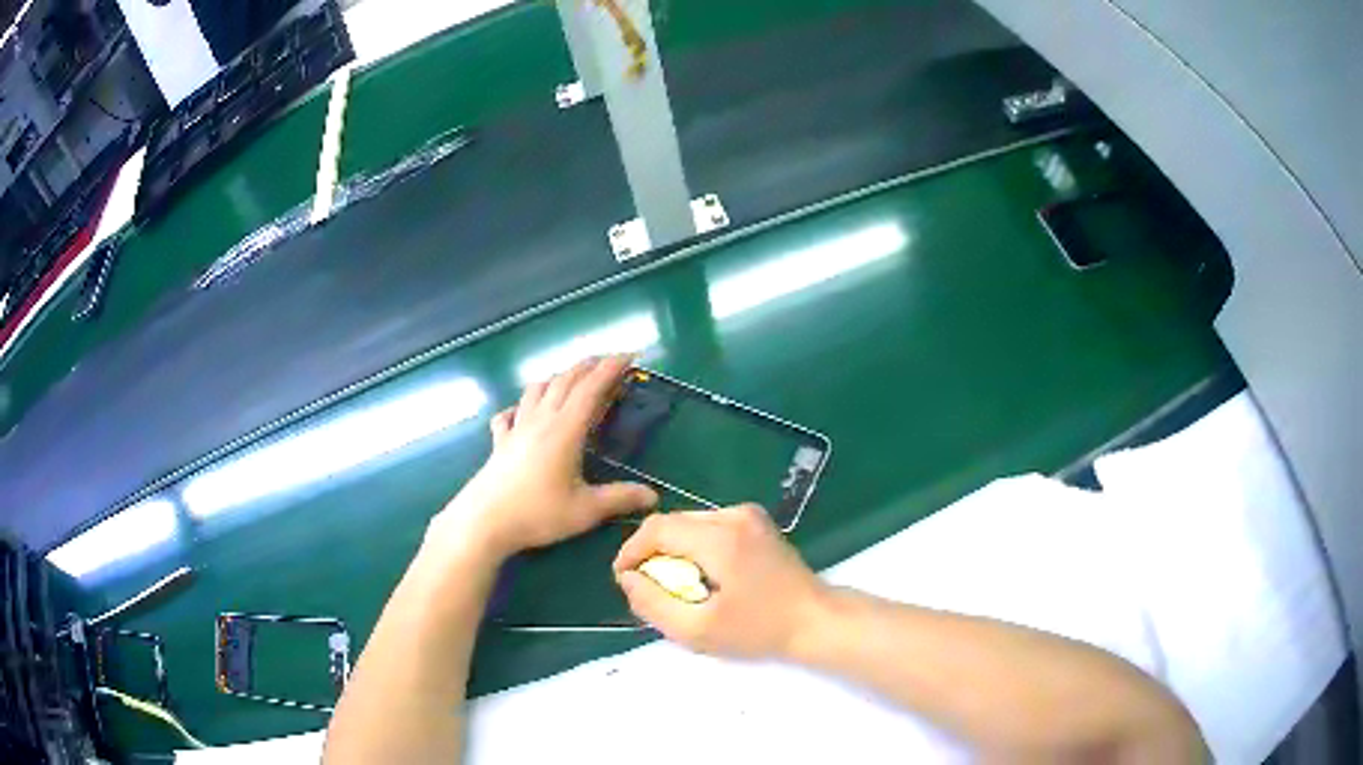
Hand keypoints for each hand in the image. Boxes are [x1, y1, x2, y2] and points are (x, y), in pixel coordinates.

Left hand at [428, 355, 657, 562]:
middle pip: (564, 381)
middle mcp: (540, 420)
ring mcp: (516, 429)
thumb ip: (620, 499)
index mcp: (565, 430)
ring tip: (571, 380)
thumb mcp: (585, 510)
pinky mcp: (499, 442)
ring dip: (557, 378)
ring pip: (536, 390)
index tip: (630, 355)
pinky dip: (521, 406)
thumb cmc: (537, 514)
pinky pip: (509, 414)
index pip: (591, 389)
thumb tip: (654, 496)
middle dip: (588, 366)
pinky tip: (522, 412)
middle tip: (608, 362)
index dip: (611, 369)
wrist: (484, 521)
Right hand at [613, 504, 826, 658]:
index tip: (624, 579)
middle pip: (673, 523)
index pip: (657, 528)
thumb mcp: (698, 630)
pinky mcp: (758, 523)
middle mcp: (734, 515)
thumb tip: (628, 578)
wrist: (816, 621)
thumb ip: (653, 603)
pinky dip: (694, 547)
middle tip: (649, 588)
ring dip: (673, 550)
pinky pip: (710, 527)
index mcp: (720, 537)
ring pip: (690, 523)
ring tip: (674, 584)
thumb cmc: (759, 629)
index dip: (631, 551)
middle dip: (652, 553)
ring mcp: (749, 516)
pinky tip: (702, 575)